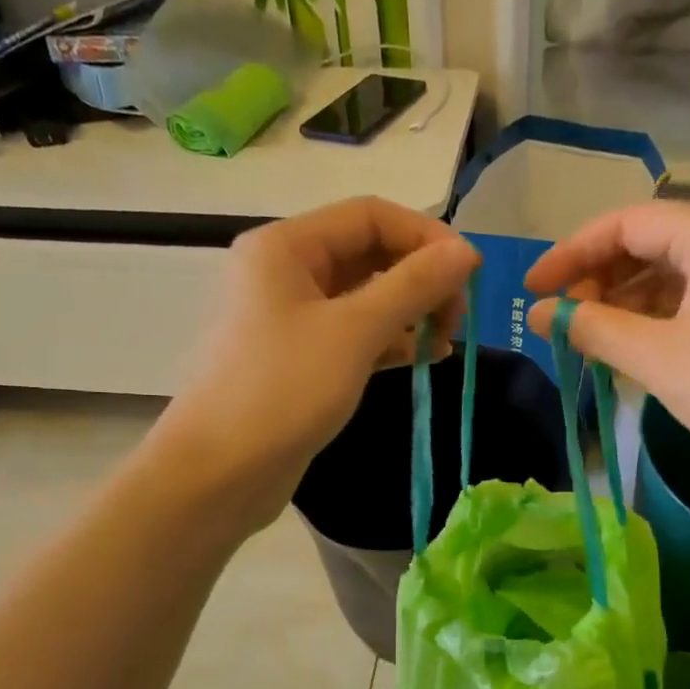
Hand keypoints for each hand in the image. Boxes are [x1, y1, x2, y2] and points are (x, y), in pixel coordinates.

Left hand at [155, 197, 478, 528]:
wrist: (220, 472)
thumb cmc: (283, 390)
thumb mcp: (354, 332)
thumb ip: (413, 286)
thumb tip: (466, 252)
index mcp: (287, 246)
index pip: (370, 216)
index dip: (425, 237)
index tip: (469, 275)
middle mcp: (285, 271)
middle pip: (369, 253)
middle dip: (419, 279)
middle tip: (456, 319)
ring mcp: (291, 317)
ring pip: (365, 297)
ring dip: (409, 313)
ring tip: (444, 344)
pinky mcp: (300, 358)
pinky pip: (353, 334)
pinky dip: (389, 341)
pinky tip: (422, 359)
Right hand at [526, 201, 689, 504]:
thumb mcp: (657, 356)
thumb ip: (593, 328)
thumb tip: (537, 314)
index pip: (624, 224)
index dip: (570, 254)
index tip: (531, 290)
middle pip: (644, 246)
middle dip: (595, 280)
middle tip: (559, 323)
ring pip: (663, 278)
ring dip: (619, 305)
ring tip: (584, 342)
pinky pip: (684, 306)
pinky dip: (648, 325)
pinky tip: (623, 354)